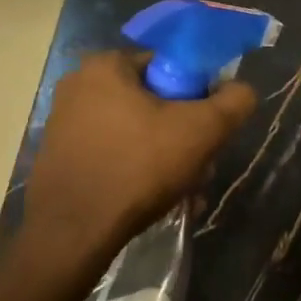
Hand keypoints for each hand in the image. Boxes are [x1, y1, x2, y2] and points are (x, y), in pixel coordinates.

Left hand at [18, 50, 256, 278]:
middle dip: (182, 133)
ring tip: (185, 191)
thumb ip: (234, 101)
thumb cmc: (137, 168)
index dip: (198, 95)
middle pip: (154, 101)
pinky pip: (112, 153)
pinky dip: (136, 170)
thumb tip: (241, 91)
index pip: (170, 65)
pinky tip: (154, 200)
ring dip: (165, 156)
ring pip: (135, 131)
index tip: (208, 129)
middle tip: (200, 165)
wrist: (71, 235)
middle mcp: (78, 86)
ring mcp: (64, 124)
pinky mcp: (59, 158)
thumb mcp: (202, 130)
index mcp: (106, 66)